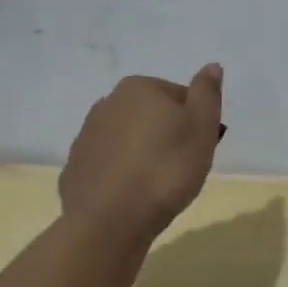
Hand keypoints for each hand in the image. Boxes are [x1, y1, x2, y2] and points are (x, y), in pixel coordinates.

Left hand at [58, 65, 223, 241]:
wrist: (111, 220)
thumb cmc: (166, 169)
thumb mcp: (202, 127)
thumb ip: (207, 93)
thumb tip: (211, 66)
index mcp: (138, 88)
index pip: (180, 97)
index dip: (196, 122)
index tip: (200, 148)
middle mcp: (106, 103)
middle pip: (152, 116)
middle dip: (168, 136)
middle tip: (183, 167)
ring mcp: (86, 136)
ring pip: (129, 139)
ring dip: (145, 154)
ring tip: (159, 185)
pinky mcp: (76, 167)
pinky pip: (110, 164)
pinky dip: (123, 174)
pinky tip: (134, 195)